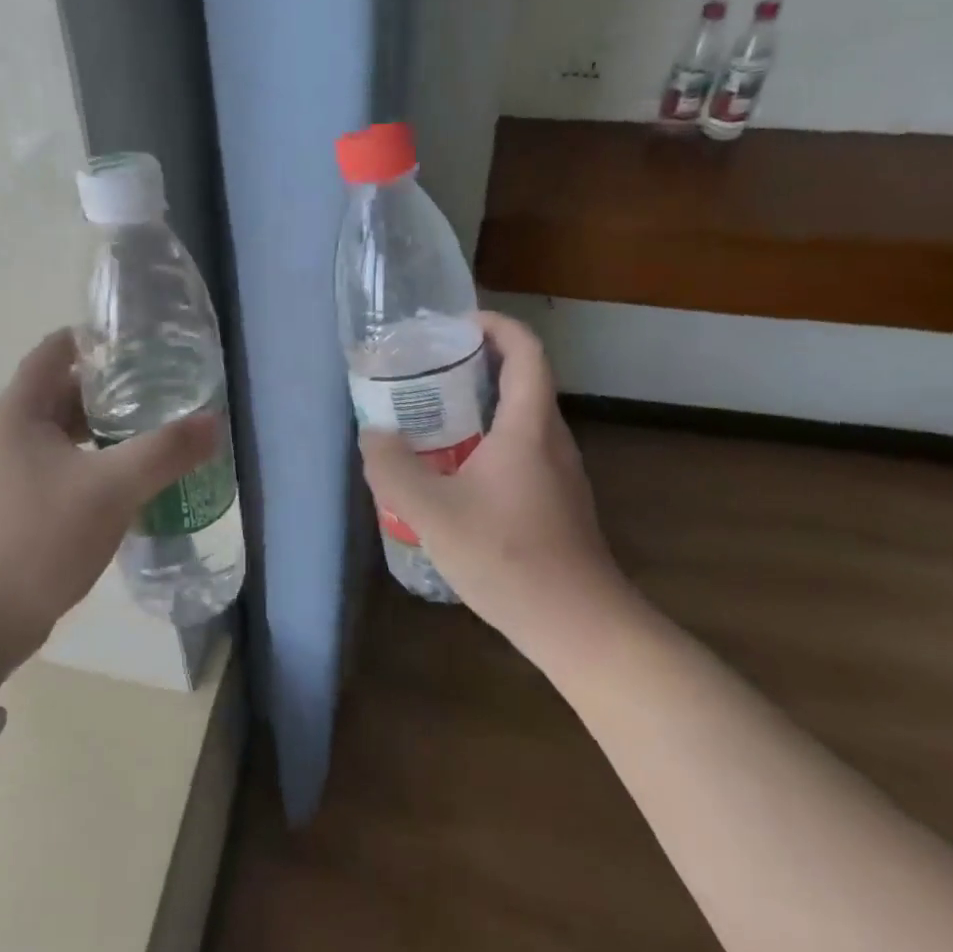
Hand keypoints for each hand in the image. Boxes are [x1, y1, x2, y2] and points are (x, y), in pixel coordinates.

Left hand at [0, 329, 217, 692]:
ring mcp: (10, 472)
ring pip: (64, 433)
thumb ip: (164, 452)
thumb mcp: (110, 489)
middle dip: (111, 387)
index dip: (94, 339)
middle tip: (162, 387)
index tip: (140, 342)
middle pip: (62, 391)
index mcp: (19, 413)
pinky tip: (129, 479)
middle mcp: (8, 434)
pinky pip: (62, 467)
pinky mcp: (18, 506)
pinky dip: (94, 462)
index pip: (55, 350)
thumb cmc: (38, 539)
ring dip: (104, 429)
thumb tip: (213, 422)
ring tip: (154, 429)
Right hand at [359, 312, 645, 672]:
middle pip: (522, 379)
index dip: (495, 326)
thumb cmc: (509, 557)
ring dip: (480, 404)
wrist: (579, 626)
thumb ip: (393, 468)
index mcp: (528, 426)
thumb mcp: (432, 511)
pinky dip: (487, 440)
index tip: (455, 325)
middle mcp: (550, 439)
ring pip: (520, 418)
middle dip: (476, 363)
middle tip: (427, 370)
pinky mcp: (556, 500)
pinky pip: (520, 450)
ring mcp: (558, 472)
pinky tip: (453, 473)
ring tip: (431, 417)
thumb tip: (373, 435)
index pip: (525, 351)